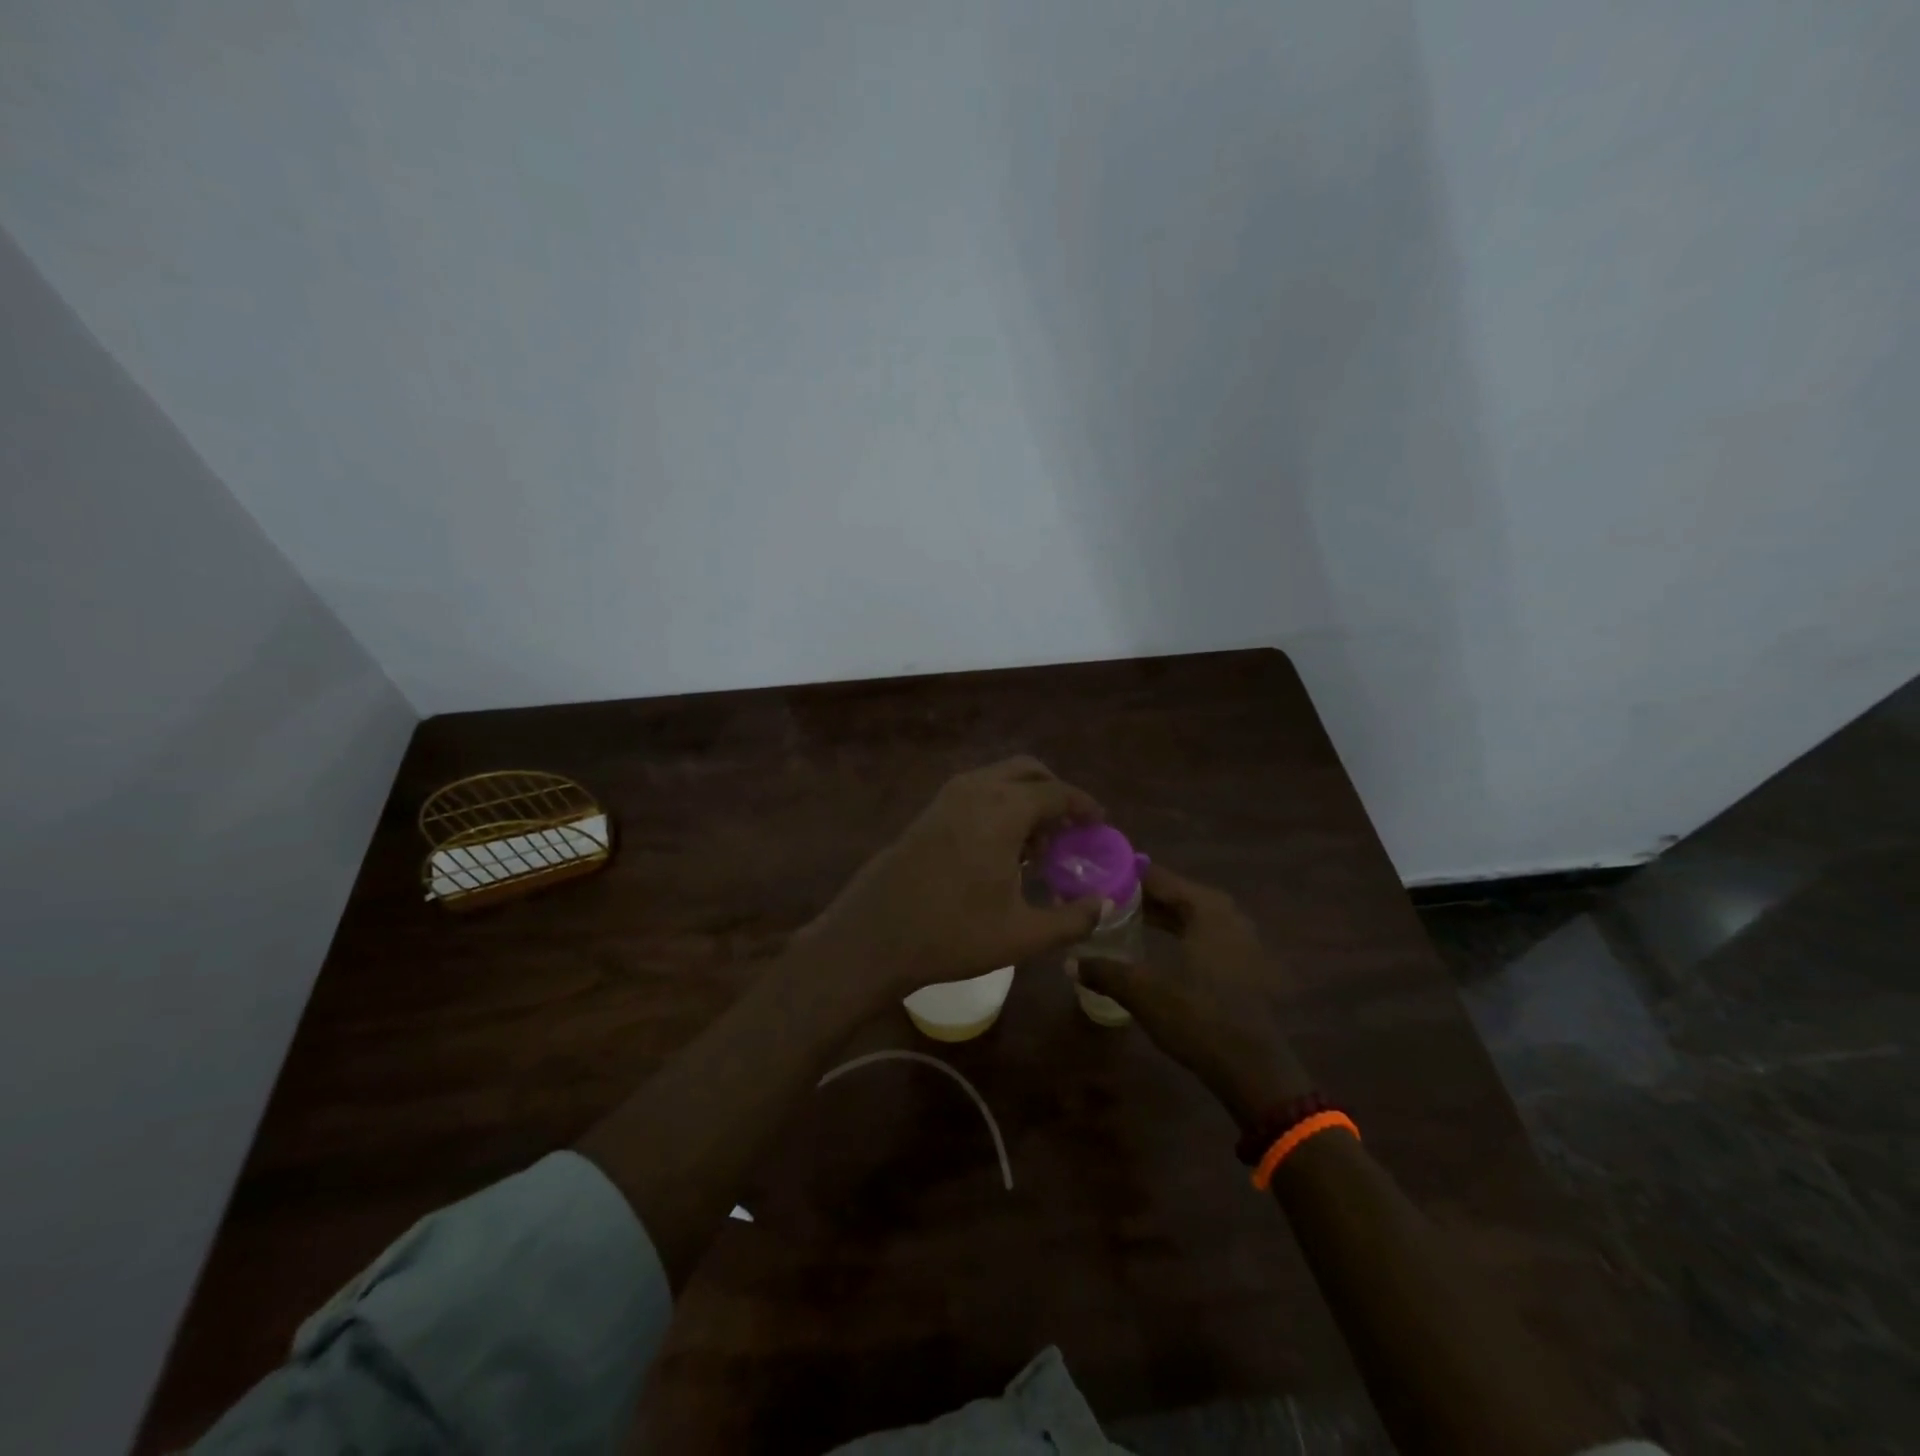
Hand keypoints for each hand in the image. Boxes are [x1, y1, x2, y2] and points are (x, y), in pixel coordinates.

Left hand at [798, 757, 1105, 1003]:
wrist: (874, 935)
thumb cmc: (952, 933)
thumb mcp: (1021, 935)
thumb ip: (1072, 919)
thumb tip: (1104, 906)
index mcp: (1003, 810)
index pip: (1057, 792)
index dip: (1083, 806)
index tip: (1100, 824)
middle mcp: (976, 789)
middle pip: (1028, 771)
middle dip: (1054, 792)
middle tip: (1070, 828)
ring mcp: (947, 796)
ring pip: (999, 778)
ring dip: (1025, 798)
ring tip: (1038, 844)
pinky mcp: (929, 811)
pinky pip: (977, 791)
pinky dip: (999, 804)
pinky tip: (1001, 848)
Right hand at [1075, 864, 1312, 1128]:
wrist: (1255, 1071)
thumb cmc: (1200, 1019)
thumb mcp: (1144, 993)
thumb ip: (1105, 971)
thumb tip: (1069, 962)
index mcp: (1207, 908)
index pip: (1158, 877)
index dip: (1124, 876)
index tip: (1093, 876)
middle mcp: (1226, 914)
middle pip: (1174, 894)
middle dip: (1138, 896)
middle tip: (1100, 898)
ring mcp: (1238, 938)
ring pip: (1188, 915)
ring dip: (1156, 915)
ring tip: (1118, 918)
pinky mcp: (1241, 962)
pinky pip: (1200, 933)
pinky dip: (1174, 933)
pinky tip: (1151, 944)